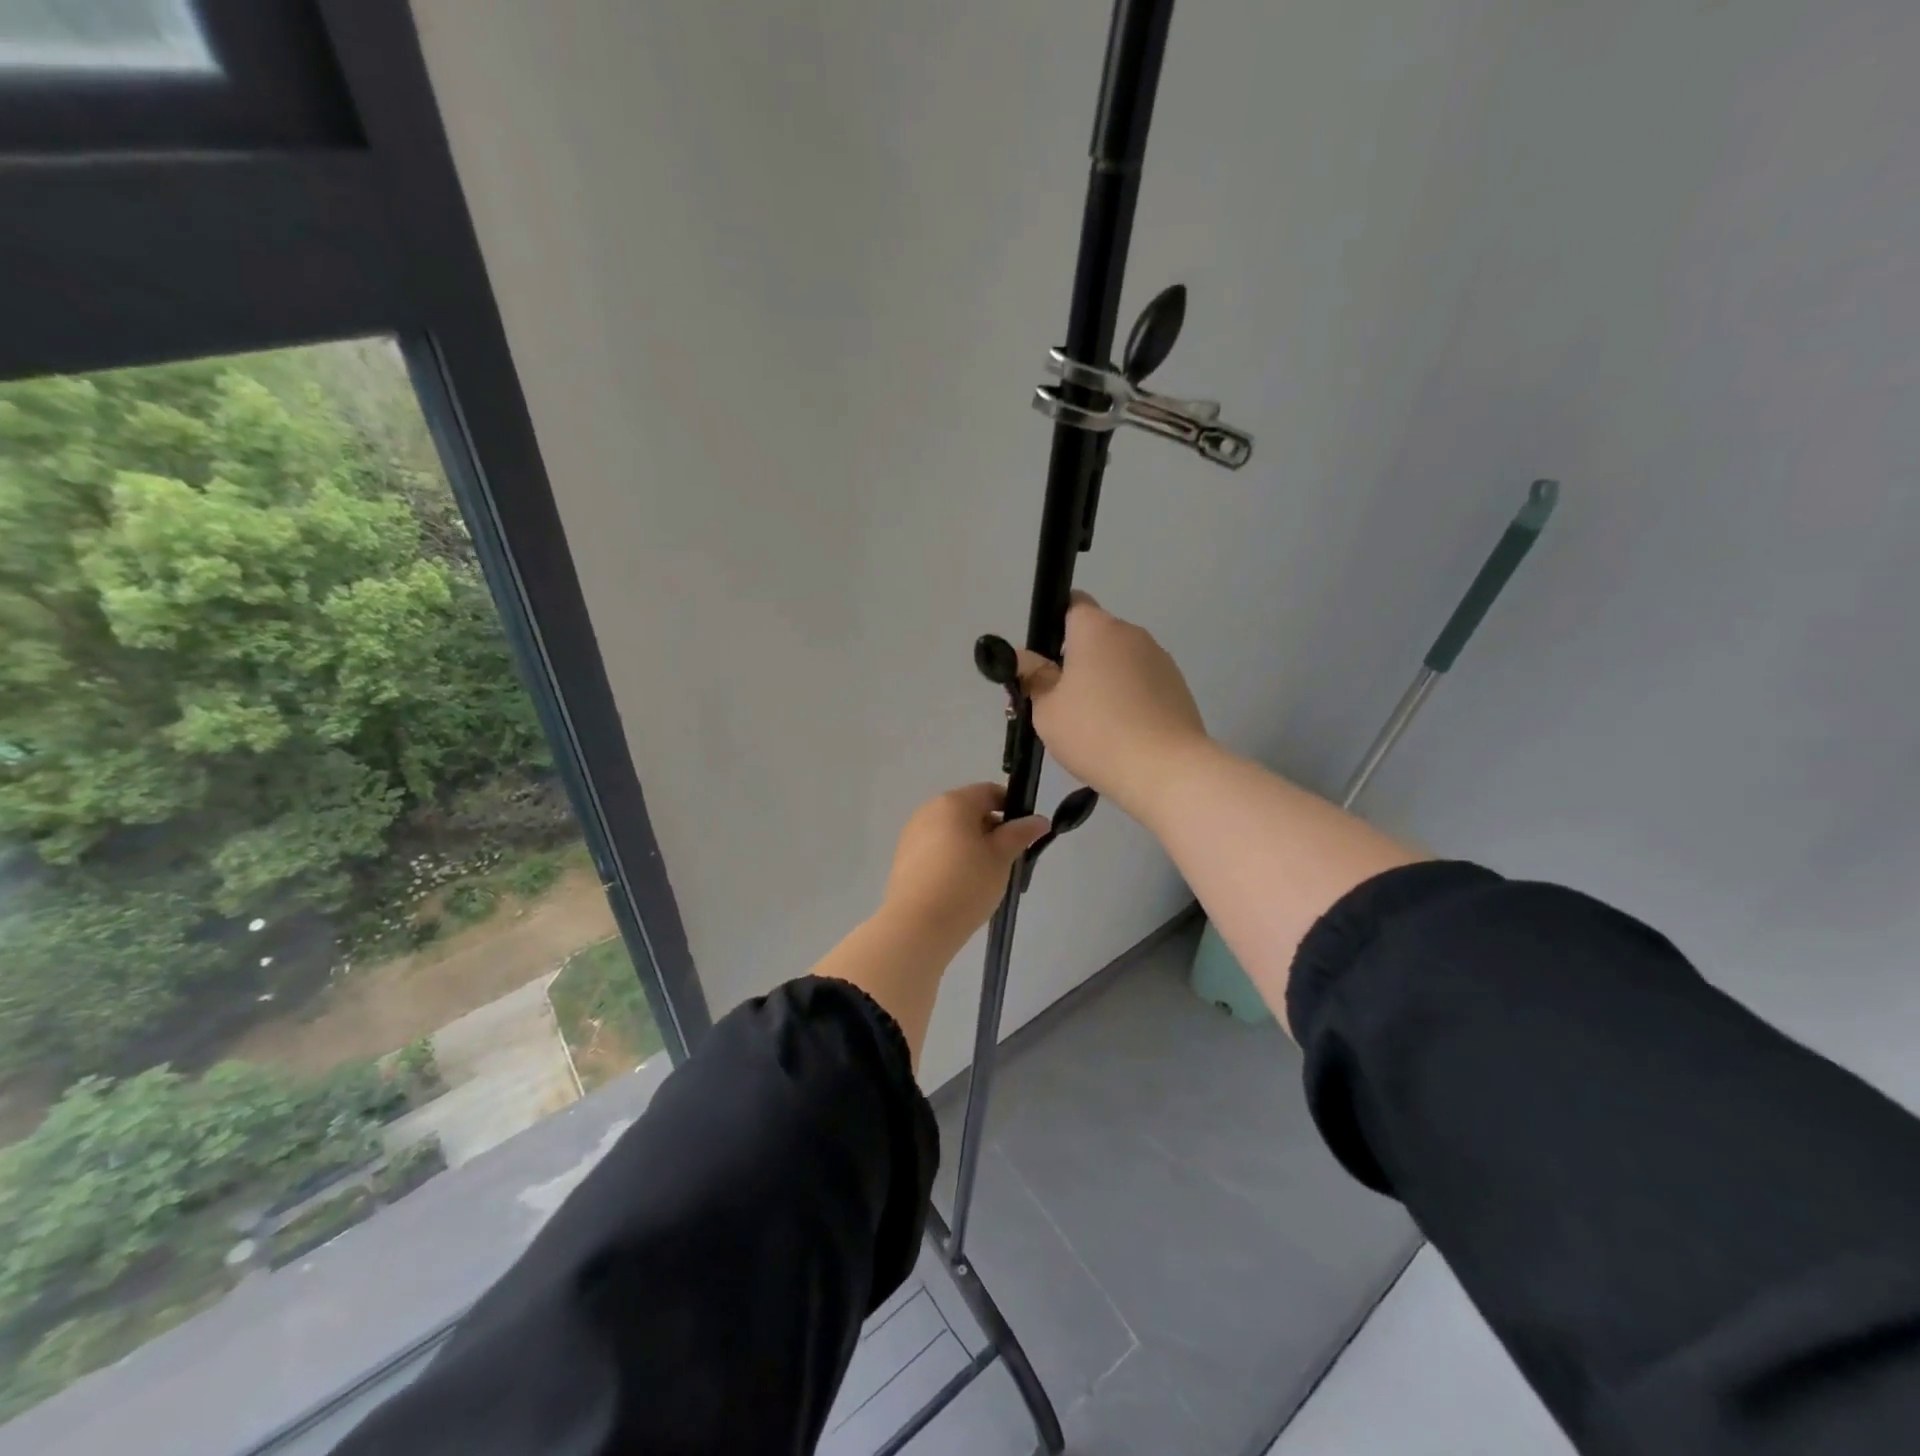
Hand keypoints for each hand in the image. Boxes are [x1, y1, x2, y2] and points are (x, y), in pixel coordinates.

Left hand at [883, 783, 1048, 940]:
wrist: (917, 925)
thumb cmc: (966, 884)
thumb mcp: (1001, 858)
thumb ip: (1020, 833)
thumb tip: (1039, 820)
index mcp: (953, 802)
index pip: (989, 792)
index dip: (1012, 808)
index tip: (1024, 833)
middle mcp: (929, 810)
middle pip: (968, 810)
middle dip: (991, 829)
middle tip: (1007, 859)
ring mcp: (912, 833)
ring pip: (952, 831)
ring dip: (971, 845)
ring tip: (984, 876)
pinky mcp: (903, 857)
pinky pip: (935, 848)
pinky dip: (952, 858)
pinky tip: (960, 885)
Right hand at [1016, 593, 1207, 817]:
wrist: (1165, 769)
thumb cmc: (1095, 732)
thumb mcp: (1046, 709)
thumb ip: (1032, 677)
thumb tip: (1022, 657)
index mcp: (1096, 629)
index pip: (1072, 604)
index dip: (1054, 627)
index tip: (1045, 662)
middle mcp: (1132, 633)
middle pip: (1097, 636)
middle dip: (1078, 660)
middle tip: (1060, 702)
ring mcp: (1160, 659)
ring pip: (1121, 661)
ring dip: (1105, 681)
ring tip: (1095, 725)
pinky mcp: (1178, 686)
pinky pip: (1143, 683)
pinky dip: (1129, 698)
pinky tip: (1122, 733)